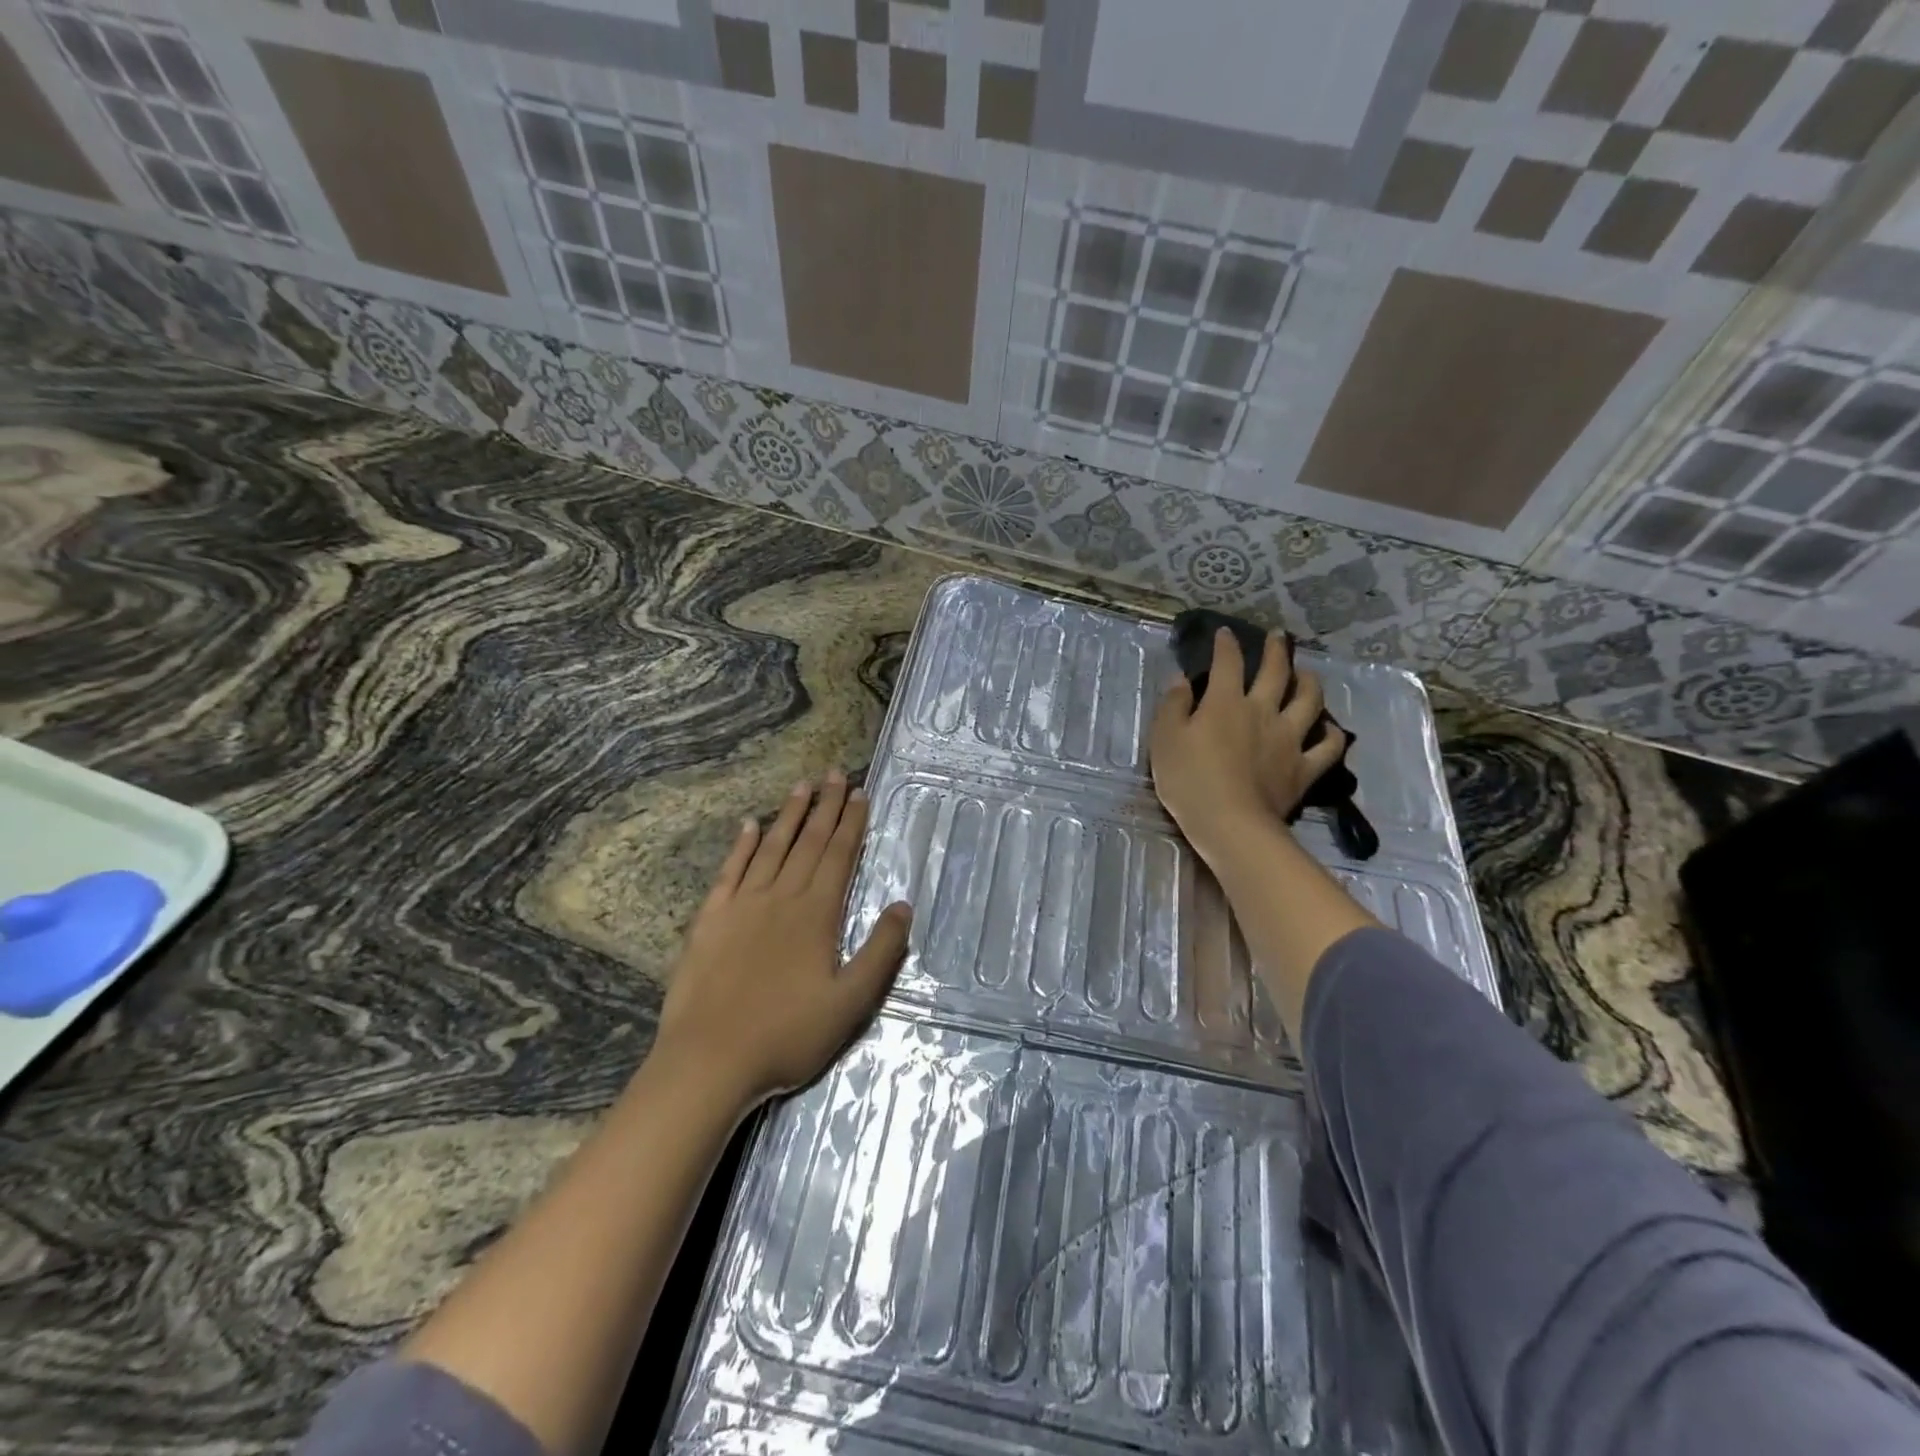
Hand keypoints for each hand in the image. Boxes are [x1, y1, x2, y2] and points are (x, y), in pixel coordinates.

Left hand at [653, 770, 910, 1111]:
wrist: (709, 1060)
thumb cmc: (787, 1035)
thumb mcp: (850, 1003)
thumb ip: (881, 952)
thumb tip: (902, 906)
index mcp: (816, 914)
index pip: (839, 856)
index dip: (852, 823)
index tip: (859, 793)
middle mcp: (781, 897)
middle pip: (809, 842)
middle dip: (826, 806)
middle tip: (836, 774)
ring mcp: (742, 905)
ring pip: (771, 848)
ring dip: (788, 815)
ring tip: (802, 786)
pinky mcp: (710, 919)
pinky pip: (730, 871)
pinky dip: (741, 846)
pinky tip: (749, 826)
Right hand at [1150, 628, 1346, 868]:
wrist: (1230, 824)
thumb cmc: (1189, 780)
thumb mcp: (1164, 739)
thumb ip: (1173, 705)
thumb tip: (1182, 680)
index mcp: (1225, 702)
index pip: (1228, 662)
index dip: (1226, 644)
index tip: (1225, 633)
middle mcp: (1262, 711)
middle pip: (1276, 672)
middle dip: (1276, 650)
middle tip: (1279, 637)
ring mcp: (1289, 739)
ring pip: (1310, 701)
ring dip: (1310, 682)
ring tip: (1308, 675)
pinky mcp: (1305, 768)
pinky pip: (1328, 746)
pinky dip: (1332, 734)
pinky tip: (1329, 729)